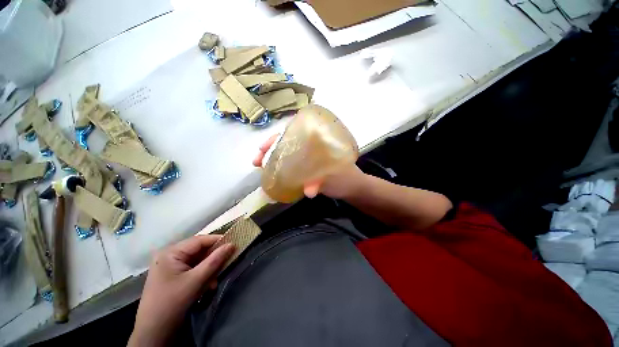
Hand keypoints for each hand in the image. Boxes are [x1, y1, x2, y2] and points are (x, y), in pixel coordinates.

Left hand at [129, 235, 234, 346]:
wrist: (154, 333)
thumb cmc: (172, 303)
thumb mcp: (196, 281)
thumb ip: (215, 260)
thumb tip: (232, 244)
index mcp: (171, 252)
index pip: (199, 240)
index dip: (218, 240)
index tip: (234, 243)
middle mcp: (170, 256)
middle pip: (199, 251)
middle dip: (213, 260)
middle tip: (226, 264)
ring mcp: (171, 266)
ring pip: (198, 261)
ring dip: (209, 270)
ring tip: (214, 282)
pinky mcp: (174, 276)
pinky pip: (194, 270)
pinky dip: (203, 276)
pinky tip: (207, 287)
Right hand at [253, 134, 364, 198]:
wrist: (353, 188)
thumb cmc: (348, 178)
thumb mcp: (335, 179)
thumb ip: (322, 183)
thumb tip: (308, 192)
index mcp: (320, 141)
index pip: (295, 132)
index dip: (277, 138)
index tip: (263, 147)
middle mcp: (312, 146)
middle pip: (287, 142)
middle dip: (270, 148)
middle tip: (256, 160)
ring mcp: (309, 157)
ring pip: (288, 153)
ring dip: (273, 158)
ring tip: (259, 166)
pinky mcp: (307, 168)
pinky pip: (291, 164)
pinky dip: (281, 168)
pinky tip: (272, 174)